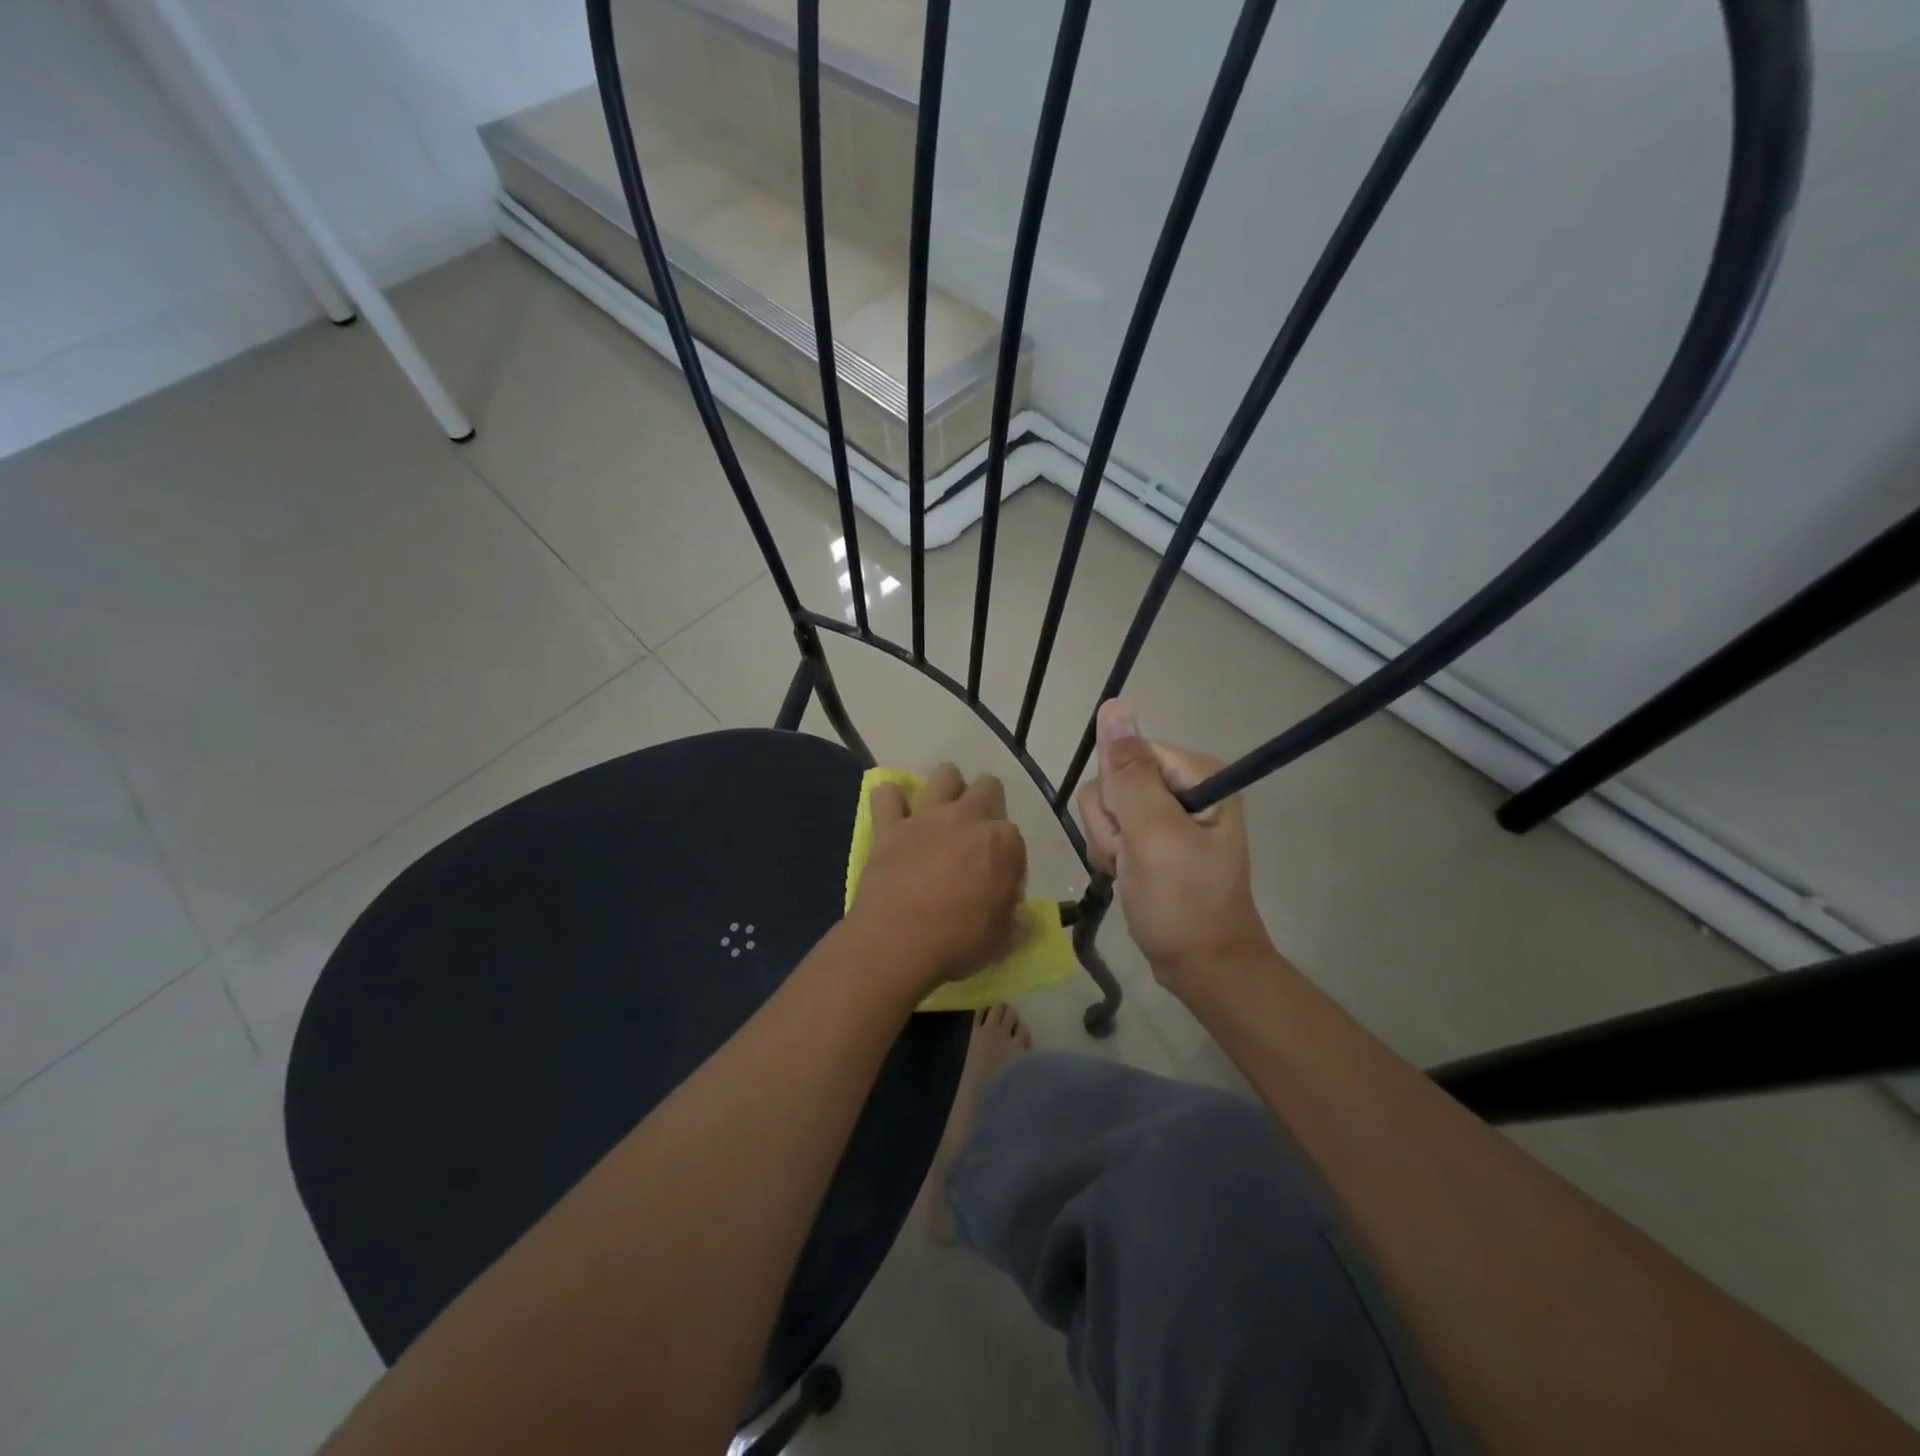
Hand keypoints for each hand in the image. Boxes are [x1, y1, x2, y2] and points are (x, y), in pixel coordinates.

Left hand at [847, 763, 1027, 998]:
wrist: (897, 942)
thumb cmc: (958, 942)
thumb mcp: (1003, 940)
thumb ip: (1014, 921)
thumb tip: (1018, 917)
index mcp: (1004, 842)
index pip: (1015, 838)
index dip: (1008, 861)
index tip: (997, 885)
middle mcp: (968, 818)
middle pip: (987, 788)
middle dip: (986, 803)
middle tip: (975, 837)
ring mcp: (927, 817)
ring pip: (945, 774)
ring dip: (947, 788)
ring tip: (942, 814)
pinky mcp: (890, 826)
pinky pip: (885, 795)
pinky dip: (890, 800)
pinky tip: (893, 815)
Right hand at [1075, 700, 1270, 996]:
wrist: (1201, 965)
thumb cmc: (1182, 901)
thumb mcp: (1152, 833)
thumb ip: (1128, 771)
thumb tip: (1113, 705)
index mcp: (1197, 774)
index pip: (1127, 755)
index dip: (1117, 796)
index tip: (1132, 834)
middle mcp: (1183, 786)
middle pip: (1112, 781)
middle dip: (1111, 824)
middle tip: (1133, 858)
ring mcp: (1167, 813)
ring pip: (1104, 806)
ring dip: (1108, 843)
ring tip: (1131, 872)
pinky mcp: (1153, 837)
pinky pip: (1110, 828)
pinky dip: (1110, 855)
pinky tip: (1126, 876)